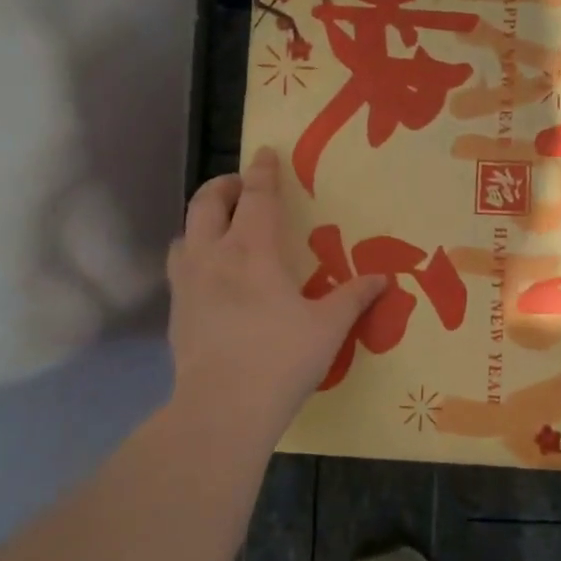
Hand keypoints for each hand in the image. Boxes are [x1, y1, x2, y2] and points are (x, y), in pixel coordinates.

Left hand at [166, 147, 386, 430]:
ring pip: (185, 234)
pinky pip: (180, 269)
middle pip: (207, 203)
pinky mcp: (176, 313)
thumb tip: (383, 278)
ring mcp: (188, 285)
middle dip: (223, 186)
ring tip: (221, 231)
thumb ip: (354, 296)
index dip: (262, 171)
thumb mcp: (329, 326)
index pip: (256, 197)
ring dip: (202, 221)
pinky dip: (194, 258)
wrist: (223, 408)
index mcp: (253, 251)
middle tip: (241, 187)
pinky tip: (211, 280)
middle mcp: (213, 256)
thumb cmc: (282, 359)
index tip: (264, 152)